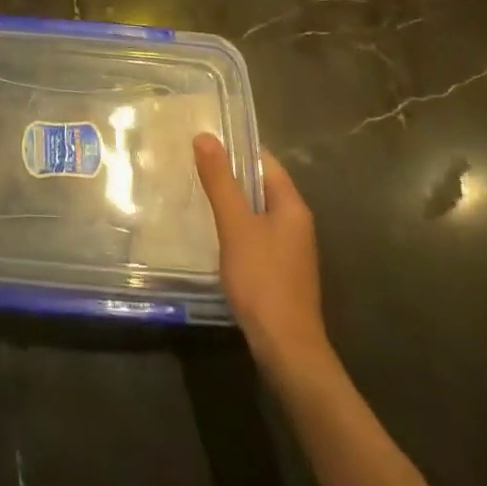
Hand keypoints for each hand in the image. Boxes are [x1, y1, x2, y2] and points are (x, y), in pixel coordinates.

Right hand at [195, 134, 334, 376]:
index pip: (265, 161)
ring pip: (256, 212)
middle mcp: (296, 223)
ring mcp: (289, 250)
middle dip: (229, 175)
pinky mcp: (279, 272)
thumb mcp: (236, 225)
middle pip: (260, 186)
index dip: (236, 148)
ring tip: (194, 193)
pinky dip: (234, 228)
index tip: (203, 140)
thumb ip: (221, 181)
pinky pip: (254, 236)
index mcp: (292, 206)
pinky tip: (211, 234)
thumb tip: (205, 136)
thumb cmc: (263, 280)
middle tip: (190, 164)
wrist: (286, 349)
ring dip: (230, 202)